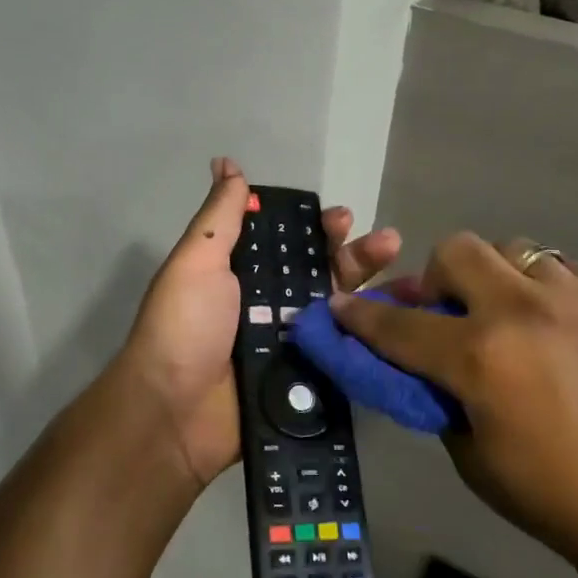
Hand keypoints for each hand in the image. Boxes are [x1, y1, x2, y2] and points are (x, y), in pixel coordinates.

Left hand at [121, 157, 400, 487]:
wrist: (173, 413)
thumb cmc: (183, 327)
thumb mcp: (196, 261)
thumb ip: (220, 217)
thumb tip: (227, 163)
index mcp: (242, 274)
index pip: (289, 242)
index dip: (317, 229)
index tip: (341, 219)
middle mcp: (268, 305)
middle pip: (321, 273)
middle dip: (353, 255)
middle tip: (385, 243)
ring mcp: (290, 345)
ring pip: (339, 311)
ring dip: (369, 291)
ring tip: (404, 275)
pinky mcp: (305, 381)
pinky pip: (343, 354)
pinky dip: (371, 338)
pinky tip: (402, 322)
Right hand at [330, 233, 577, 565]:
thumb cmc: (562, 497)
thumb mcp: (476, 460)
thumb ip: (441, 400)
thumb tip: (427, 367)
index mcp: (481, 358)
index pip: (399, 326)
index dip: (360, 317)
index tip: (339, 307)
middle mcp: (522, 310)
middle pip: (455, 251)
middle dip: (435, 278)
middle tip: (447, 314)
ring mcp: (574, 296)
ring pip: (511, 249)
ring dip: (492, 277)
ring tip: (505, 314)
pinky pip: (560, 267)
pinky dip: (541, 286)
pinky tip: (553, 322)